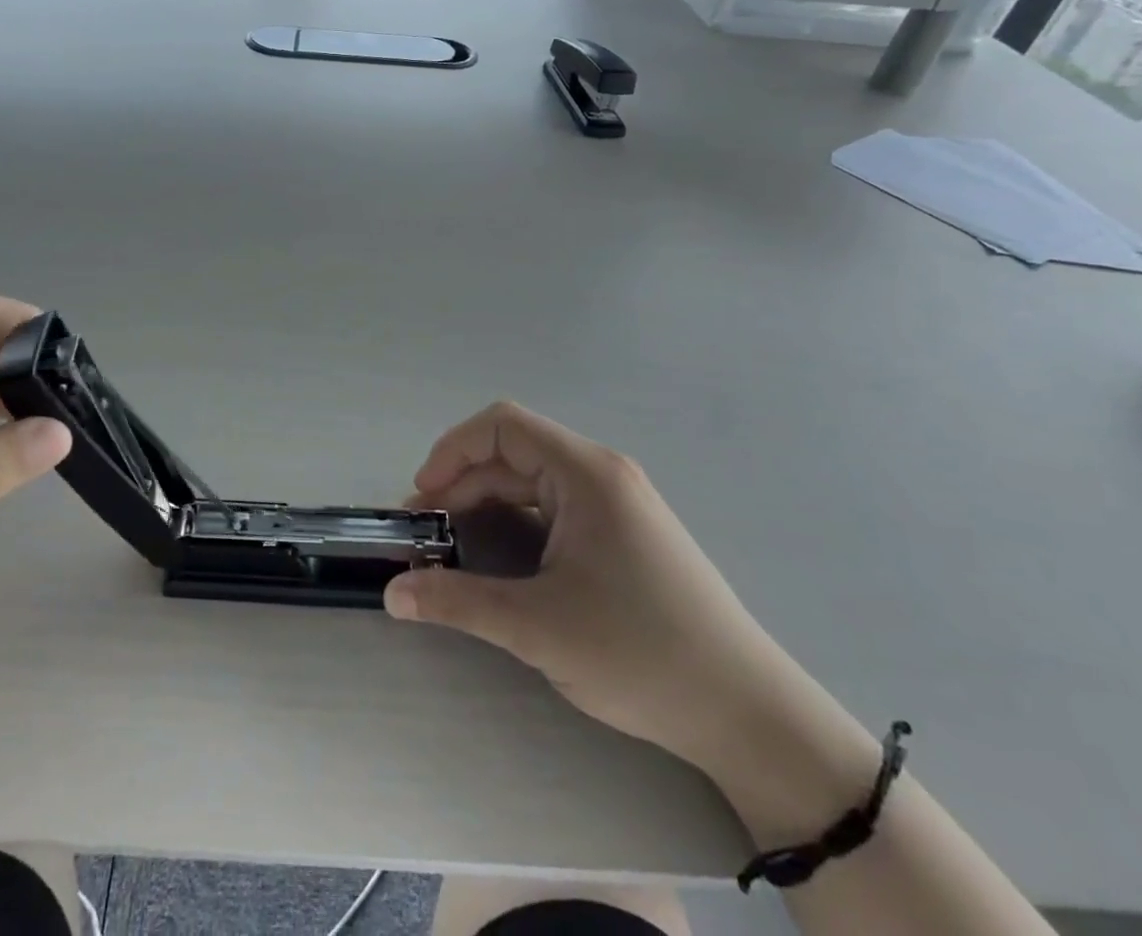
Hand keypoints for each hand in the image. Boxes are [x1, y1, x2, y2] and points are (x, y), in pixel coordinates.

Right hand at [385, 401, 800, 768]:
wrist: (749, 715)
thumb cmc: (642, 655)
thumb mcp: (538, 628)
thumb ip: (458, 602)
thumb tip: (392, 594)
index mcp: (587, 474)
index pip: (503, 425)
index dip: (452, 450)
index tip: (424, 498)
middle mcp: (603, 474)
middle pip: (514, 452)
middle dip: (462, 482)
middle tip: (427, 531)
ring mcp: (618, 503)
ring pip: (533, 479)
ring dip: (486, 502)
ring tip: (454, 544)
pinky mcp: (625, 532)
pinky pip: (555, 505)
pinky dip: (516, 519)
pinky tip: (501, 557)